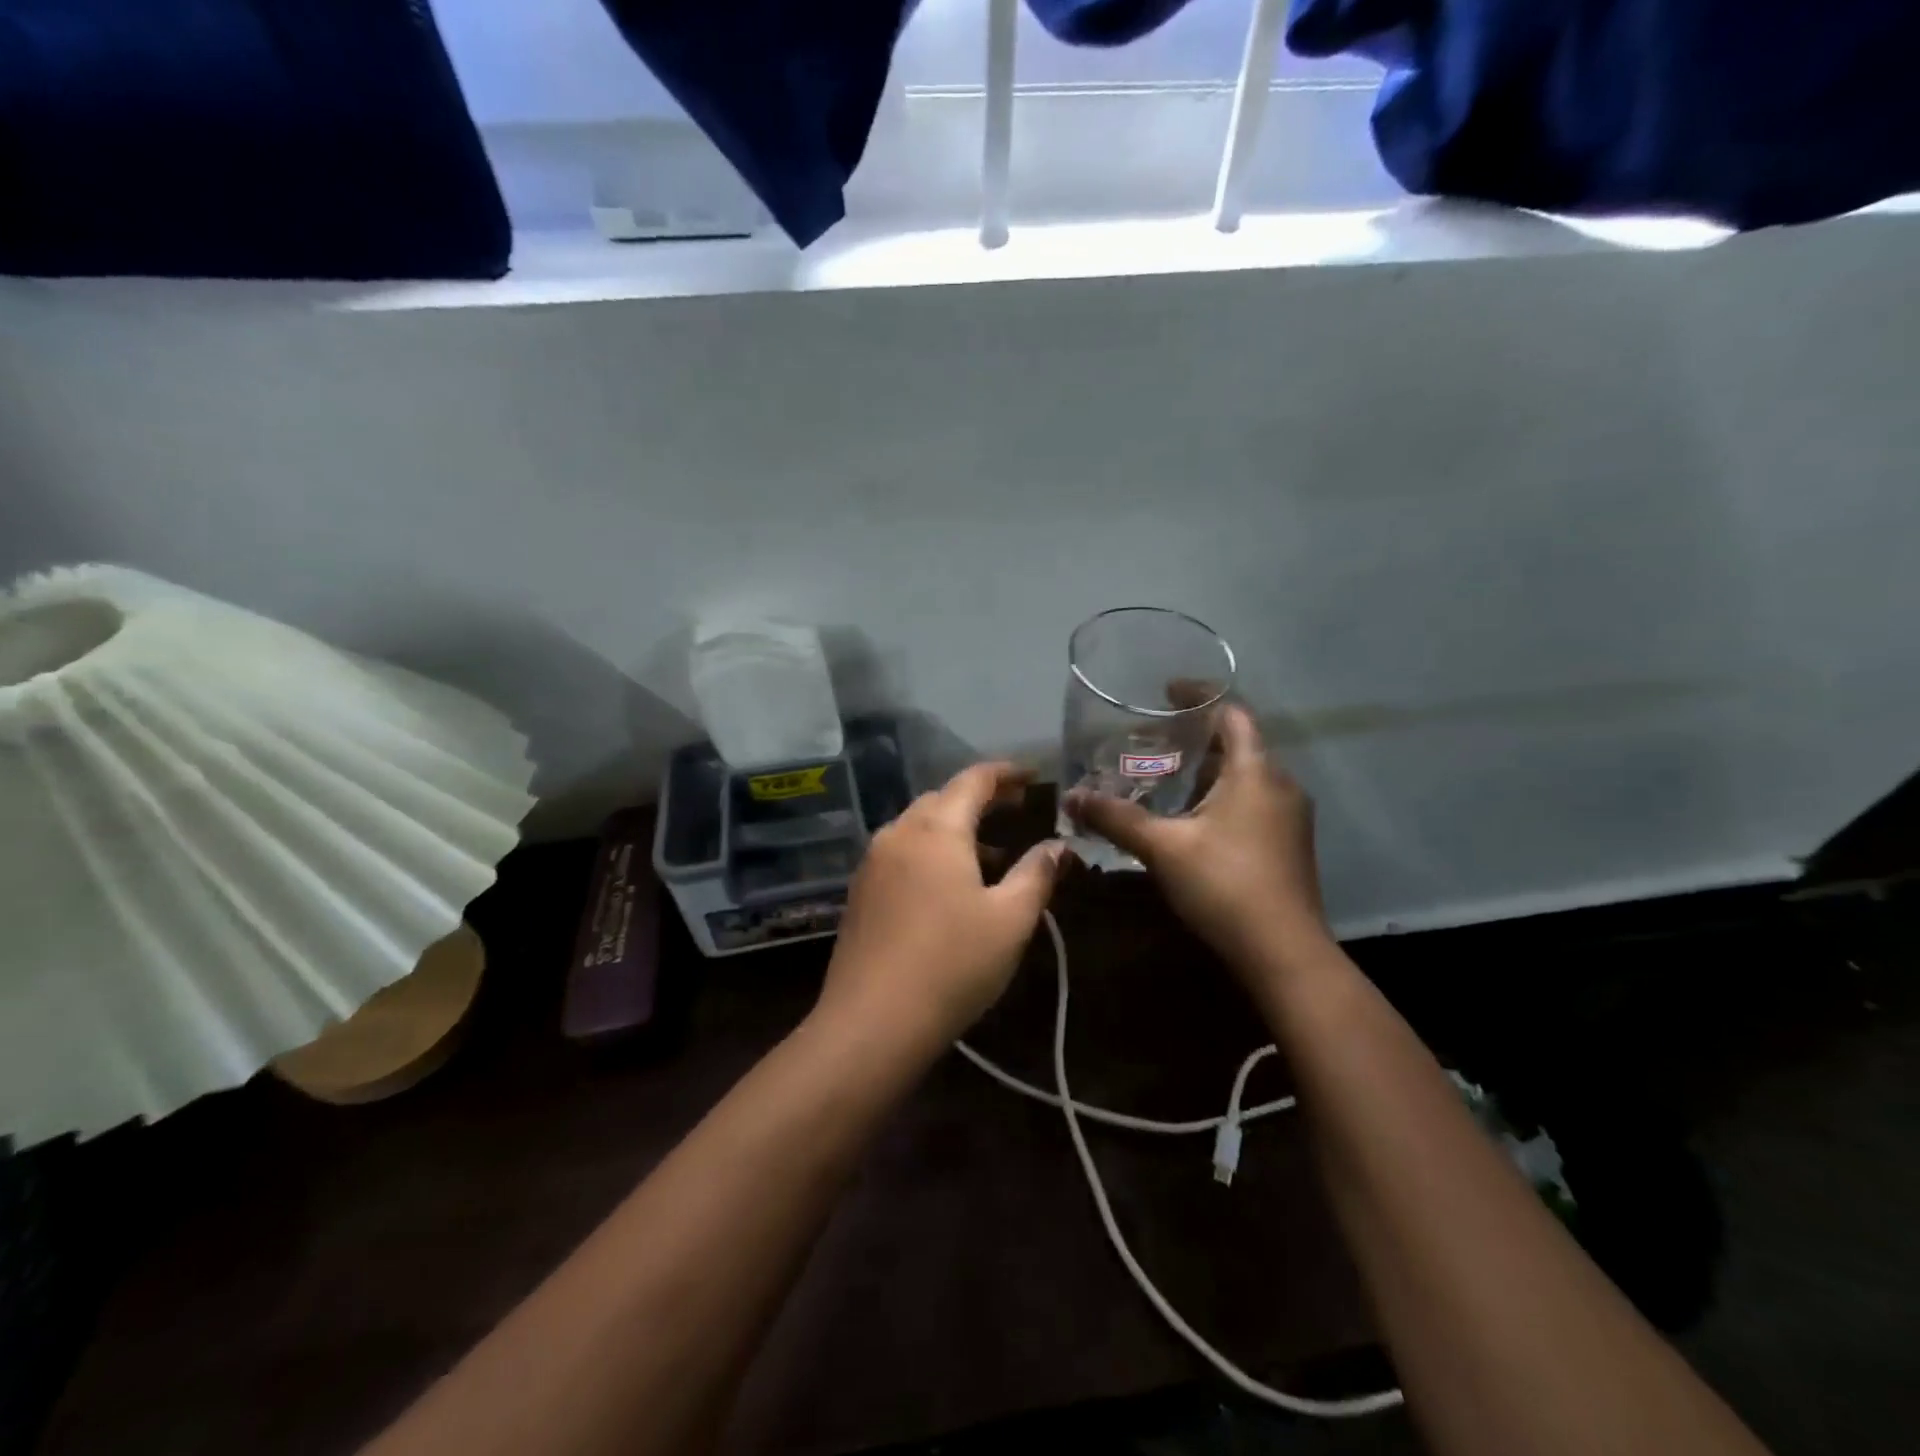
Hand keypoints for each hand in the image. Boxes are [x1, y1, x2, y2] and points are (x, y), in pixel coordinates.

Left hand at [816, 763, 1067, 1051]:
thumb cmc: (952, 964)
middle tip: (1017, 811)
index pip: (973, 780)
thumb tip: (1058, 845)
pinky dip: (931, 852)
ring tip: (991, 853)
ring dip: (955, 828)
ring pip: (918, 826)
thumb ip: (1037, 873)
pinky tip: (949, 885)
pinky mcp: (860, 892)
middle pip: (942, 799)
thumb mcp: (1010, 919)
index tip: (1033, 776)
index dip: (1006, 773)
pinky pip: (902, 853)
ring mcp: (872, 862)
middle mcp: (898, 833)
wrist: (872, 1022)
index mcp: (936, 829)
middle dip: (981, 800)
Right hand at [1065, 705, 1329, 972]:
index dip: (1200, 696)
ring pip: (1244, 777)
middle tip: (1151, 743)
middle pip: (1237, 744)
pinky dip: (1219, 798)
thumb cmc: (1224, 884)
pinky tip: (1189, 821)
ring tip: (1162, 779)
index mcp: (1256, 771)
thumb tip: (1071, 797)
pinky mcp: (1288, 844)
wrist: (1284, 953)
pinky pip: (1251, 802)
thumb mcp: (1162, 847)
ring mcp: (1289, 817)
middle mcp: (1280, 784)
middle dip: (1194, 739)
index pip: (1233, 712)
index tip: (1166, 692)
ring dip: (1205, 772)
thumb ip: (1115, 817)